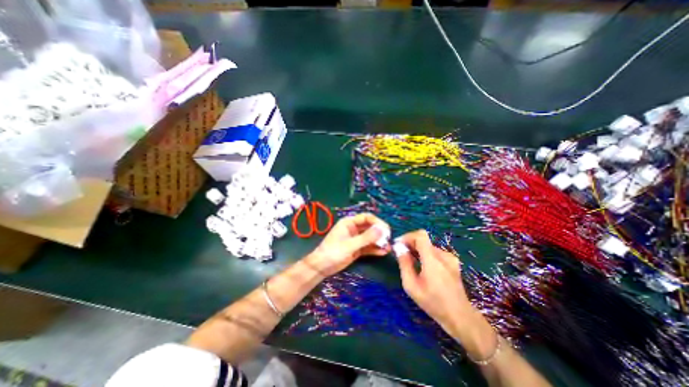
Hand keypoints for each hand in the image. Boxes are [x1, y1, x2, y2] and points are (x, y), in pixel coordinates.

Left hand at [304, 213, 388, 276]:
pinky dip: (375, 249)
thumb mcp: (350, 245)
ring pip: (370, 237)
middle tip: (389, 240)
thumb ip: (366, 238)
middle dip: (380, 233)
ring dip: (379, 242)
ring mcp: (356, 239)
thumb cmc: (333, 252)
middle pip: (370, 227)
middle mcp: (354, 229)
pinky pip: (368, 246)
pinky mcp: (357, 248)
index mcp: (349, 222)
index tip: (387, 230)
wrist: (322, 267)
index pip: (367, 218)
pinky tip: (383, 252)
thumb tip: (382, 229)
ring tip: (388, 248)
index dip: (377, 222)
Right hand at [393, 229, 479, 337]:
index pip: (420, 235)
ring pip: (428, 246)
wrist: (460, 317)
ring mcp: (450, 258)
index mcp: (433, 259)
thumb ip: (404, 264)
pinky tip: (423, 268)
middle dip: (410, 245)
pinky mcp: (453, 262)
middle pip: (423, 240)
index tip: (399, 245)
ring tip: (411, 264)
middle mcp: (443, 254)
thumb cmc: (433, 302)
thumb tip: (399, 247)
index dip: (408, 236)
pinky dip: (426, 255)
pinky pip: (435, 252)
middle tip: (402, 256)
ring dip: (417, 251)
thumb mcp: (412, 286)